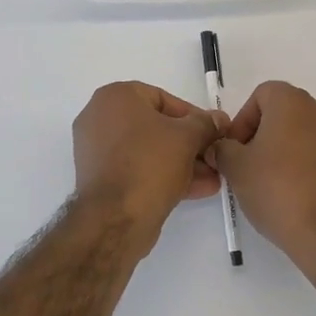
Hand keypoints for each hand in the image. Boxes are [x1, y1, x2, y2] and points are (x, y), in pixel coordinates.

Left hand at [72, 82, 225, 247]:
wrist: (114, 218)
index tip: (214, 133)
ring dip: (182, 162)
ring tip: (212, 177)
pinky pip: (137, 169)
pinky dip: (163, 175)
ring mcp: (97, 151)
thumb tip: (218, 119)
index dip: (194, 117)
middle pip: (156, 127)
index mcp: (115, 97)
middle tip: (214, 157)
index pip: (163, 99)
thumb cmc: (149, 163)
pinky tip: (196, 189)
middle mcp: (100, 118)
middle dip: (190, 144)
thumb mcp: (187, 137)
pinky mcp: (100, 179)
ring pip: (148, 151)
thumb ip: (206, 124)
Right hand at [211, 81, 315, 279]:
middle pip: (280, 114)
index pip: (260, 95)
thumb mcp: (235, 168)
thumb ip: (221, 149)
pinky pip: (314, 154)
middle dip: (258, 136)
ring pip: (298, 134)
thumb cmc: (277, 188)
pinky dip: (298, 165)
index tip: (234, 149)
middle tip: (244, 165)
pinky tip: (288, 194)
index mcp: (292, 102)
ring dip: (278, 151)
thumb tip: (220, 148)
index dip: (242, 120)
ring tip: (264, 183)